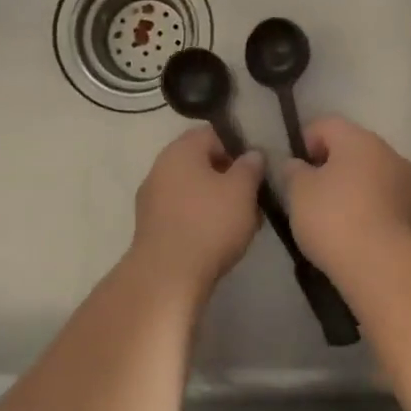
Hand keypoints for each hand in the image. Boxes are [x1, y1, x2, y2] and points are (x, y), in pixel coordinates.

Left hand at [126, 126, 264, 296]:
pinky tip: (221, 237)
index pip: (213, 133)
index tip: (258, 165)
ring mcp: (152, 198)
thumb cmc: (209, 224)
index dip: (239, 145)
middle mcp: (160, 168)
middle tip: (254, 194)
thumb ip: (250, 167)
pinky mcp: (152, 226)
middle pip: (202, 162)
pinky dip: (202, 218)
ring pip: (194, 189)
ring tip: (244, 220)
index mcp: (180, 150)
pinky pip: (183, 212)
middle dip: (229, 176)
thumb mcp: (242, 191)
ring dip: (218, 199)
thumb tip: (252, 154)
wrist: (168, 276)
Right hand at [282, 116, 410, 274]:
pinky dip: (367, 209)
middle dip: (328, 166)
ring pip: (370, 175)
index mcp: (359, 139)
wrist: (384, 266)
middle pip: (351, 149)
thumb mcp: (299, 192)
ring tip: (330, 218)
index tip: (292, 169)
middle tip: (308, 194)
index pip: (326, 124)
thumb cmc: (335, 219)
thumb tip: (297, 165)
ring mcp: (406, 183)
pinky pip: (383, 200)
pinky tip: (353, 233)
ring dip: (350, 188)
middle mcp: (388, 153)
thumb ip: (294, 171)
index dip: (304, 141)